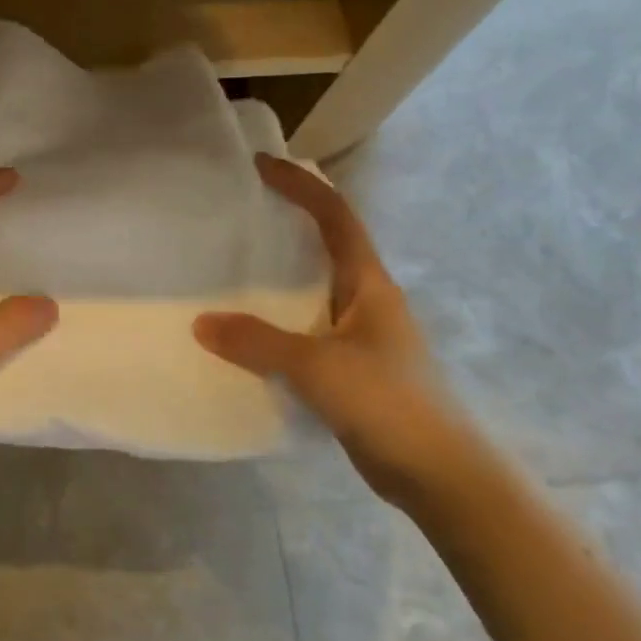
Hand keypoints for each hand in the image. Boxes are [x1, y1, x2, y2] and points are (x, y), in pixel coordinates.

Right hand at [194, 155, 481, 508]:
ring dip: (281, 276)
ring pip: (314, 291)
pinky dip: (277, 323)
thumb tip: (201, 323)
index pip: (335, 217)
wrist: (439, 474)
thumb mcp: (317, 367)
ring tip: (232, 270)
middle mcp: (367, 301)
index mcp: (369, 284)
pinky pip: (306, 331)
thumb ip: (257, 342)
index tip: (261, 166)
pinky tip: (248, 336)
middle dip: (289, 223)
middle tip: (239, 215)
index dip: (301, 185)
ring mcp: (361, 336)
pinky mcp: (351, 369)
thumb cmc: (387, 403)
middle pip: (326, 246)